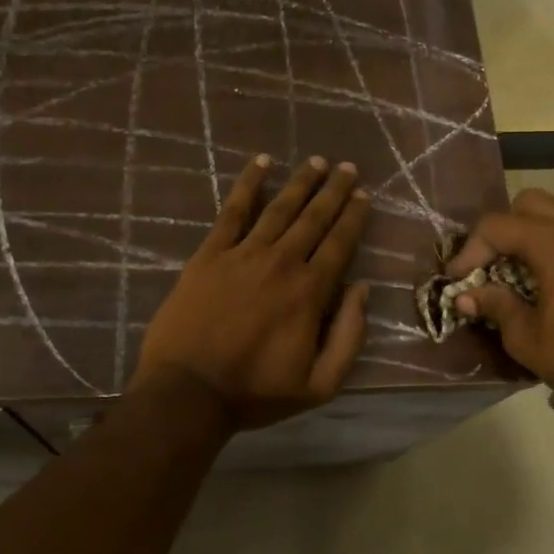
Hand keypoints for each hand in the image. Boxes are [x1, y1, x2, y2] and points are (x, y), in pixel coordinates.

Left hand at [133, 155, 371, 429]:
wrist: (189, 392)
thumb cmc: (255, 392)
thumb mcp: (319, 384)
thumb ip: (349, 337)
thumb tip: (362, 289)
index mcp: (310, 292)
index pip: (340, 244)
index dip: (354, 218)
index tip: (364, 196)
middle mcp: (282, 262)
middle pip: (314, 218)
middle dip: (334, 191)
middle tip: (348, 168)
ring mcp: (243, 254)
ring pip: (279, 208)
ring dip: (301, 182)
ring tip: (316, 161)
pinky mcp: (210, 254)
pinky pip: (233, 211)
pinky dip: (249, 184)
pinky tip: (261, 163)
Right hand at [447, 188, 553, 385]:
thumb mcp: (526, 337)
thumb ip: (495, 306)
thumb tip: (466, 297)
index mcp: (553, 243)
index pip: (497, 226)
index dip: (470, 249)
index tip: (458, 278)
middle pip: (530, 203)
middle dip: (504, 229)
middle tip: (492, 263)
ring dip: (539, 229)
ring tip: (529, 263)